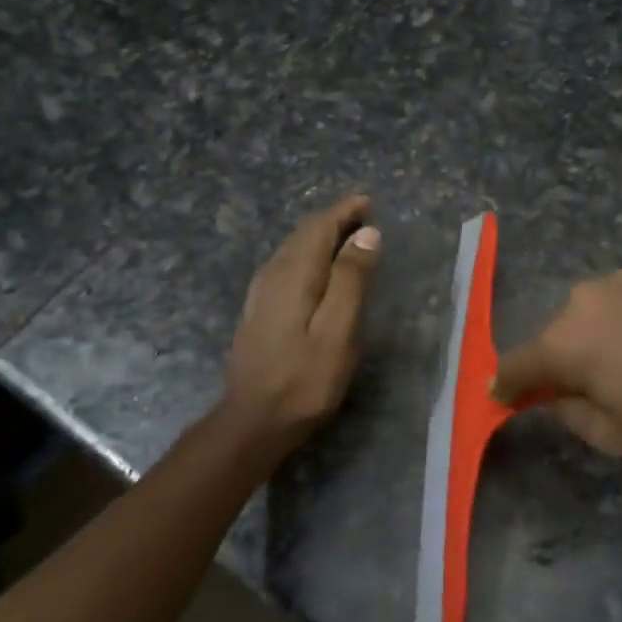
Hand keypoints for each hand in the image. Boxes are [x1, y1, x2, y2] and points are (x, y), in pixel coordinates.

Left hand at [219, 194, 380, 455]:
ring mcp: (261, 293)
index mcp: (295, 274)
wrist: (253, 421)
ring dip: (319, 236)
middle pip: (303, 234)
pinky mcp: (258, 311)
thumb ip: (351, 279)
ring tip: (346, 235)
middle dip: (333, 219)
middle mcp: (273, 275)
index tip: (368, 201)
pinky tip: (317, 268)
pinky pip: (285, 265)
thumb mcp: (338, 330)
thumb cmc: (305, 379)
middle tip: (363, 214)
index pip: (319, 227)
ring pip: (292, 249)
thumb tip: (367, 233)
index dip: (344, 211)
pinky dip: (307, 254)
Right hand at [494, 265, 621, 456]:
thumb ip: (570, 415)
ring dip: (600, 335)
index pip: (516, 364)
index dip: (507, 384)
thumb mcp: (616, 436)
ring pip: (593, 312)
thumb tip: (556, 395)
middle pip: (556, 335)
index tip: (506, 395)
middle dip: (563, 361)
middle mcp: (583, 300)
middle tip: (593, 387)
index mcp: (564, 342)